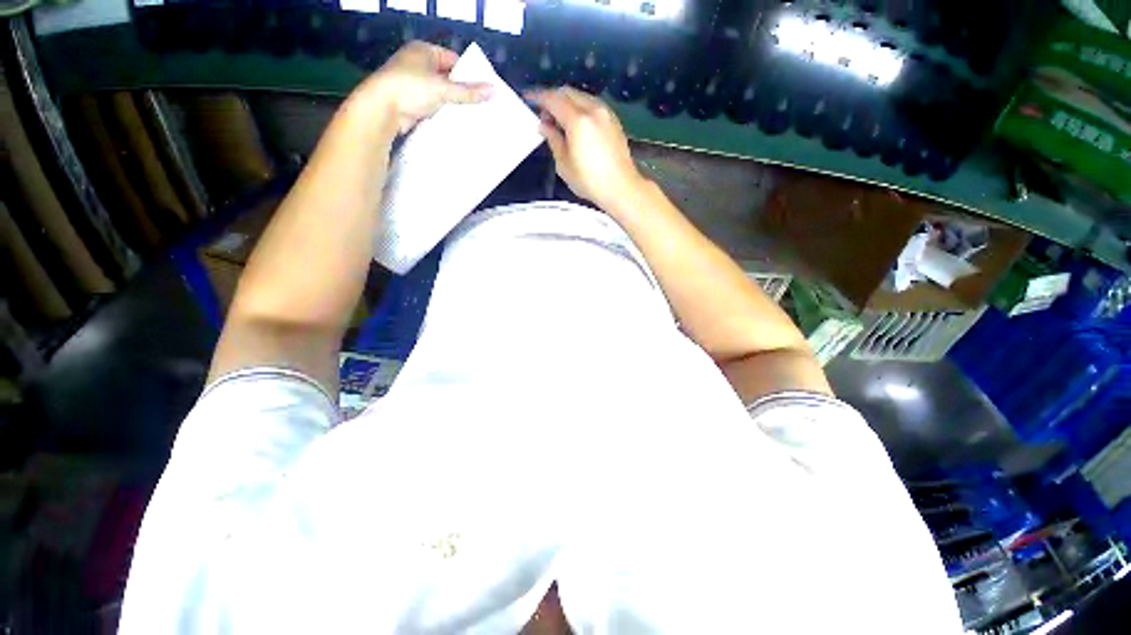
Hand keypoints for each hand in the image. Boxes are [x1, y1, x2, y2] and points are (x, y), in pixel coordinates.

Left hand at [355, 41, 491, 135]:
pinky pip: (433, 105)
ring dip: (453, 103)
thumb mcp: (444, 88)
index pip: (453, 59)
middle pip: (448, 77)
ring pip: (440, 93)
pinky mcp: (411, 102)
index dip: (468, 73)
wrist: (382, 109)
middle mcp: (418, 64)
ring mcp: (413, 83)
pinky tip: (456, 122)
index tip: (483, 89)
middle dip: (462, 91)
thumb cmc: (411, 88)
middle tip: (481, 104)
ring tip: (472, 115)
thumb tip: (493, 91)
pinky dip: (443, 112)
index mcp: (423, 51)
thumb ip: (469, 92)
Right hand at [526, 87, 645, 209]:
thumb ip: (553, 140)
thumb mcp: (564, 165)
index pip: (553, 99)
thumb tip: (544, 126)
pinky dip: (580, 108)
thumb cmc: (589, 181)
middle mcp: (593, 110)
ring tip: (559, 121)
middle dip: (552, 98)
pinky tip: (576, 124)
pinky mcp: (614, 120)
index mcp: (578, 121)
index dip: (538, 97)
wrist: (621, 187)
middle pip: (568, 92)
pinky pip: (592, 105)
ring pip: (581, 96)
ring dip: (567, 102)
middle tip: (543, 114)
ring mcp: (606, 113)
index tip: (528, 98)